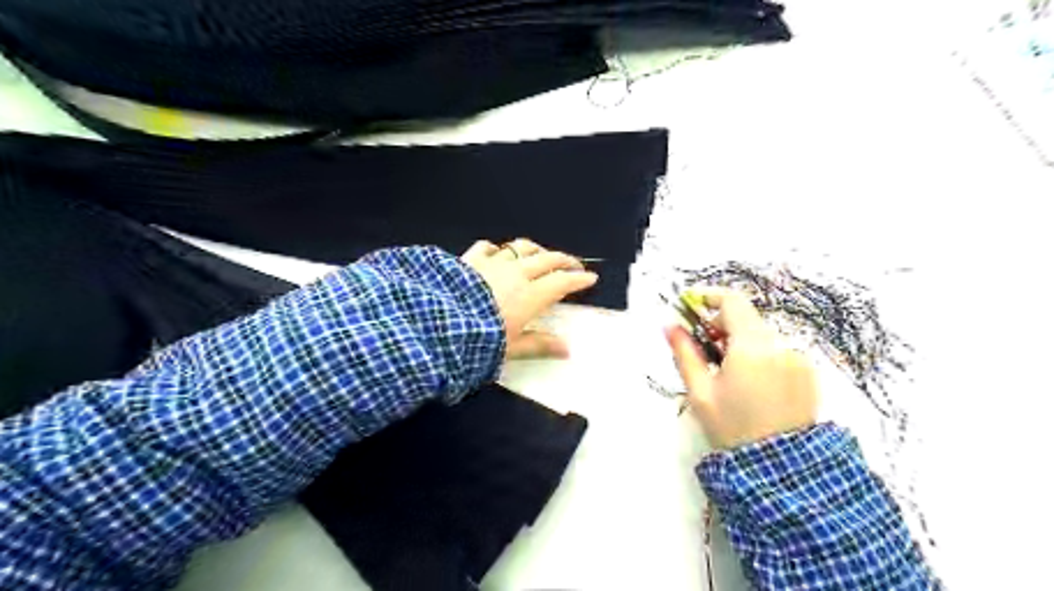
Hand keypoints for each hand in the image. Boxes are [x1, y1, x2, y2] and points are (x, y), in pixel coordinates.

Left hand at [462, 238, 601, 360]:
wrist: (437, 323)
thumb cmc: (479, 340)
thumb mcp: (511, 348)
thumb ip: (540, 345)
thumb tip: (567, 350)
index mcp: (531, 295)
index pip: (562, 281)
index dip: (579, 279)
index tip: (591, 278)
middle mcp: (517, 273)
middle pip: (548, 259)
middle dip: (565, 260)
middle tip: (574, 264)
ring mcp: (493, 262)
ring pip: (521, 248)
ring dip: (536, 250)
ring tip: (542, 255)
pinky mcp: (471, 258)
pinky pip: (489, 247)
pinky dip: (499, 250)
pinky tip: (499, 254)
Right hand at [667, 289, 813, 450]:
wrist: (781, 469)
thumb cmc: (732, 428)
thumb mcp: (700, 392)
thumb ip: (685, 353)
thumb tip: (670, 325)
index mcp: (752, 347)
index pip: (733, 301)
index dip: (710, 297)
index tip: (692, 305)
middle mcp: (780, 344)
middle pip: (747, 317)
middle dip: (722, 324)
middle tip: (704, 346)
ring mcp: (799, 358)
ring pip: (762, 335)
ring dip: (741, 340)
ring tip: (727, 370)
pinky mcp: (809, 372)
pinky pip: (778, 350)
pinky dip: (760, 354)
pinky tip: (752, 382)